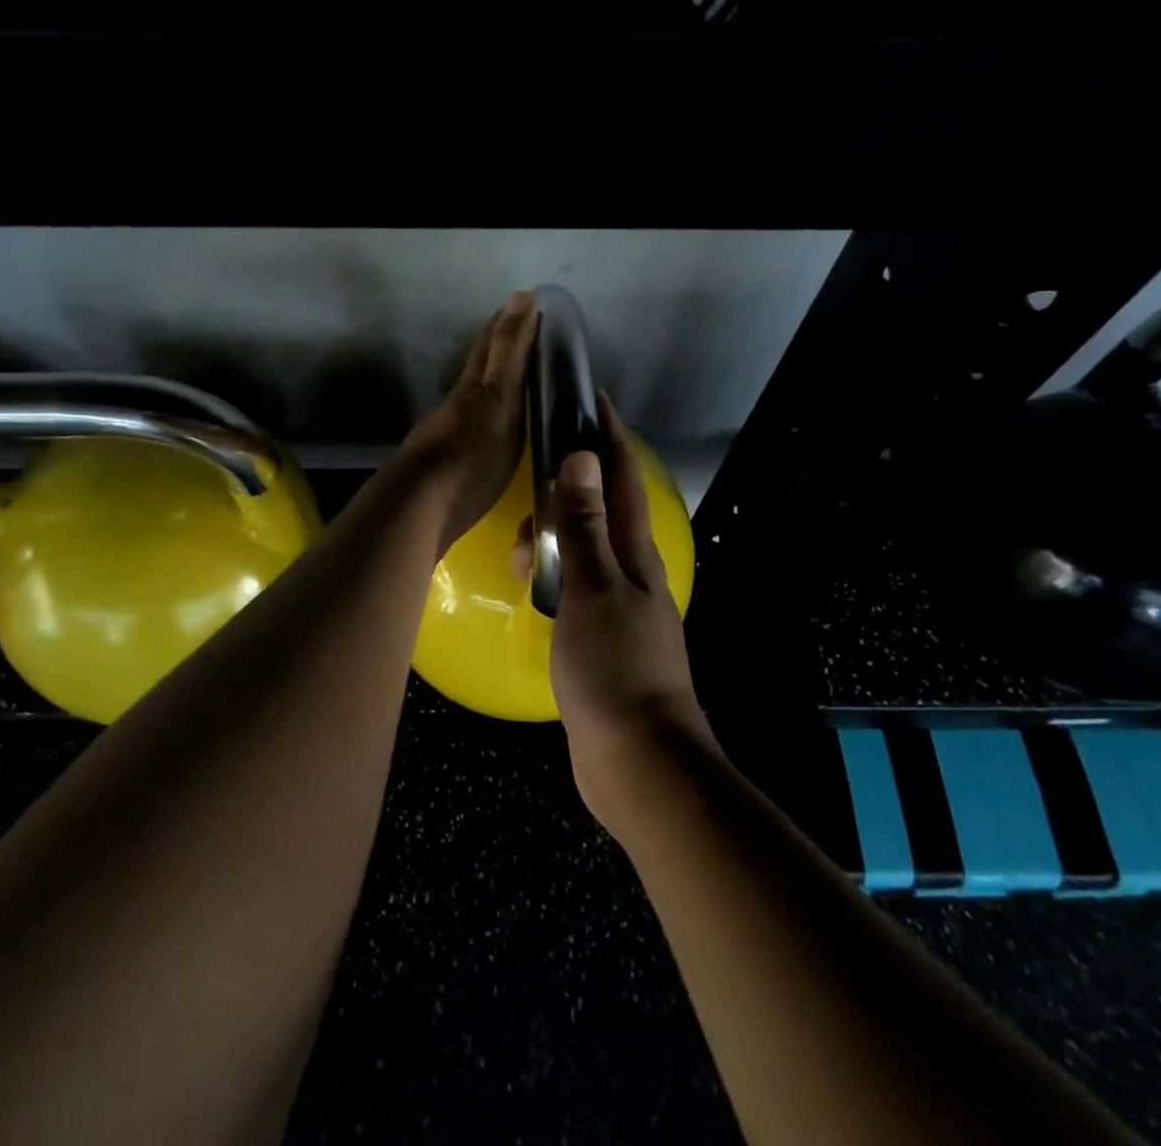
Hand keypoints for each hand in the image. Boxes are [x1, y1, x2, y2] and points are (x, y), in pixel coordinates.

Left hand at [393, 292, 537, 555]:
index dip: (510, 324)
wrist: (420, 509)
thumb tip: (520, 297)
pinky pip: (477, 425)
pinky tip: (497, 426)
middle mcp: (460, 403)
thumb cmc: (468, 454)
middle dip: (501, 347)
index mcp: (474, 386)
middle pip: (480, 367)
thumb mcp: (496, 399)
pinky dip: (491, 415)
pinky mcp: (452, 463)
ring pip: (476, 395)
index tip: (531, 306)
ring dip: (496, 382)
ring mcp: (452, 432)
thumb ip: (508, 353)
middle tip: (527, 334)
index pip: (492, 344)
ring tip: (520, 378)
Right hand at [548, 394, 712, 824]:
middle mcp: (631, 573)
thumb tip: (579, 457)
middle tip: (534, 480)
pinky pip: (573, 588)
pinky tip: (531, 585)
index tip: (592, 399)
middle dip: (570, 485)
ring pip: (583, 551)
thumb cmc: (615, 668)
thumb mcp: (592, 589)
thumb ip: (583, 525)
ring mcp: (617, 606)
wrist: (638, 761)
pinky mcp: (600, 636)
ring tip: (523, 551)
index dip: (610, 437)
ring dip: (556, 538)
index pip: (622, 479)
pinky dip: (553, 576)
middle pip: (601, 510)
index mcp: (635, 555)